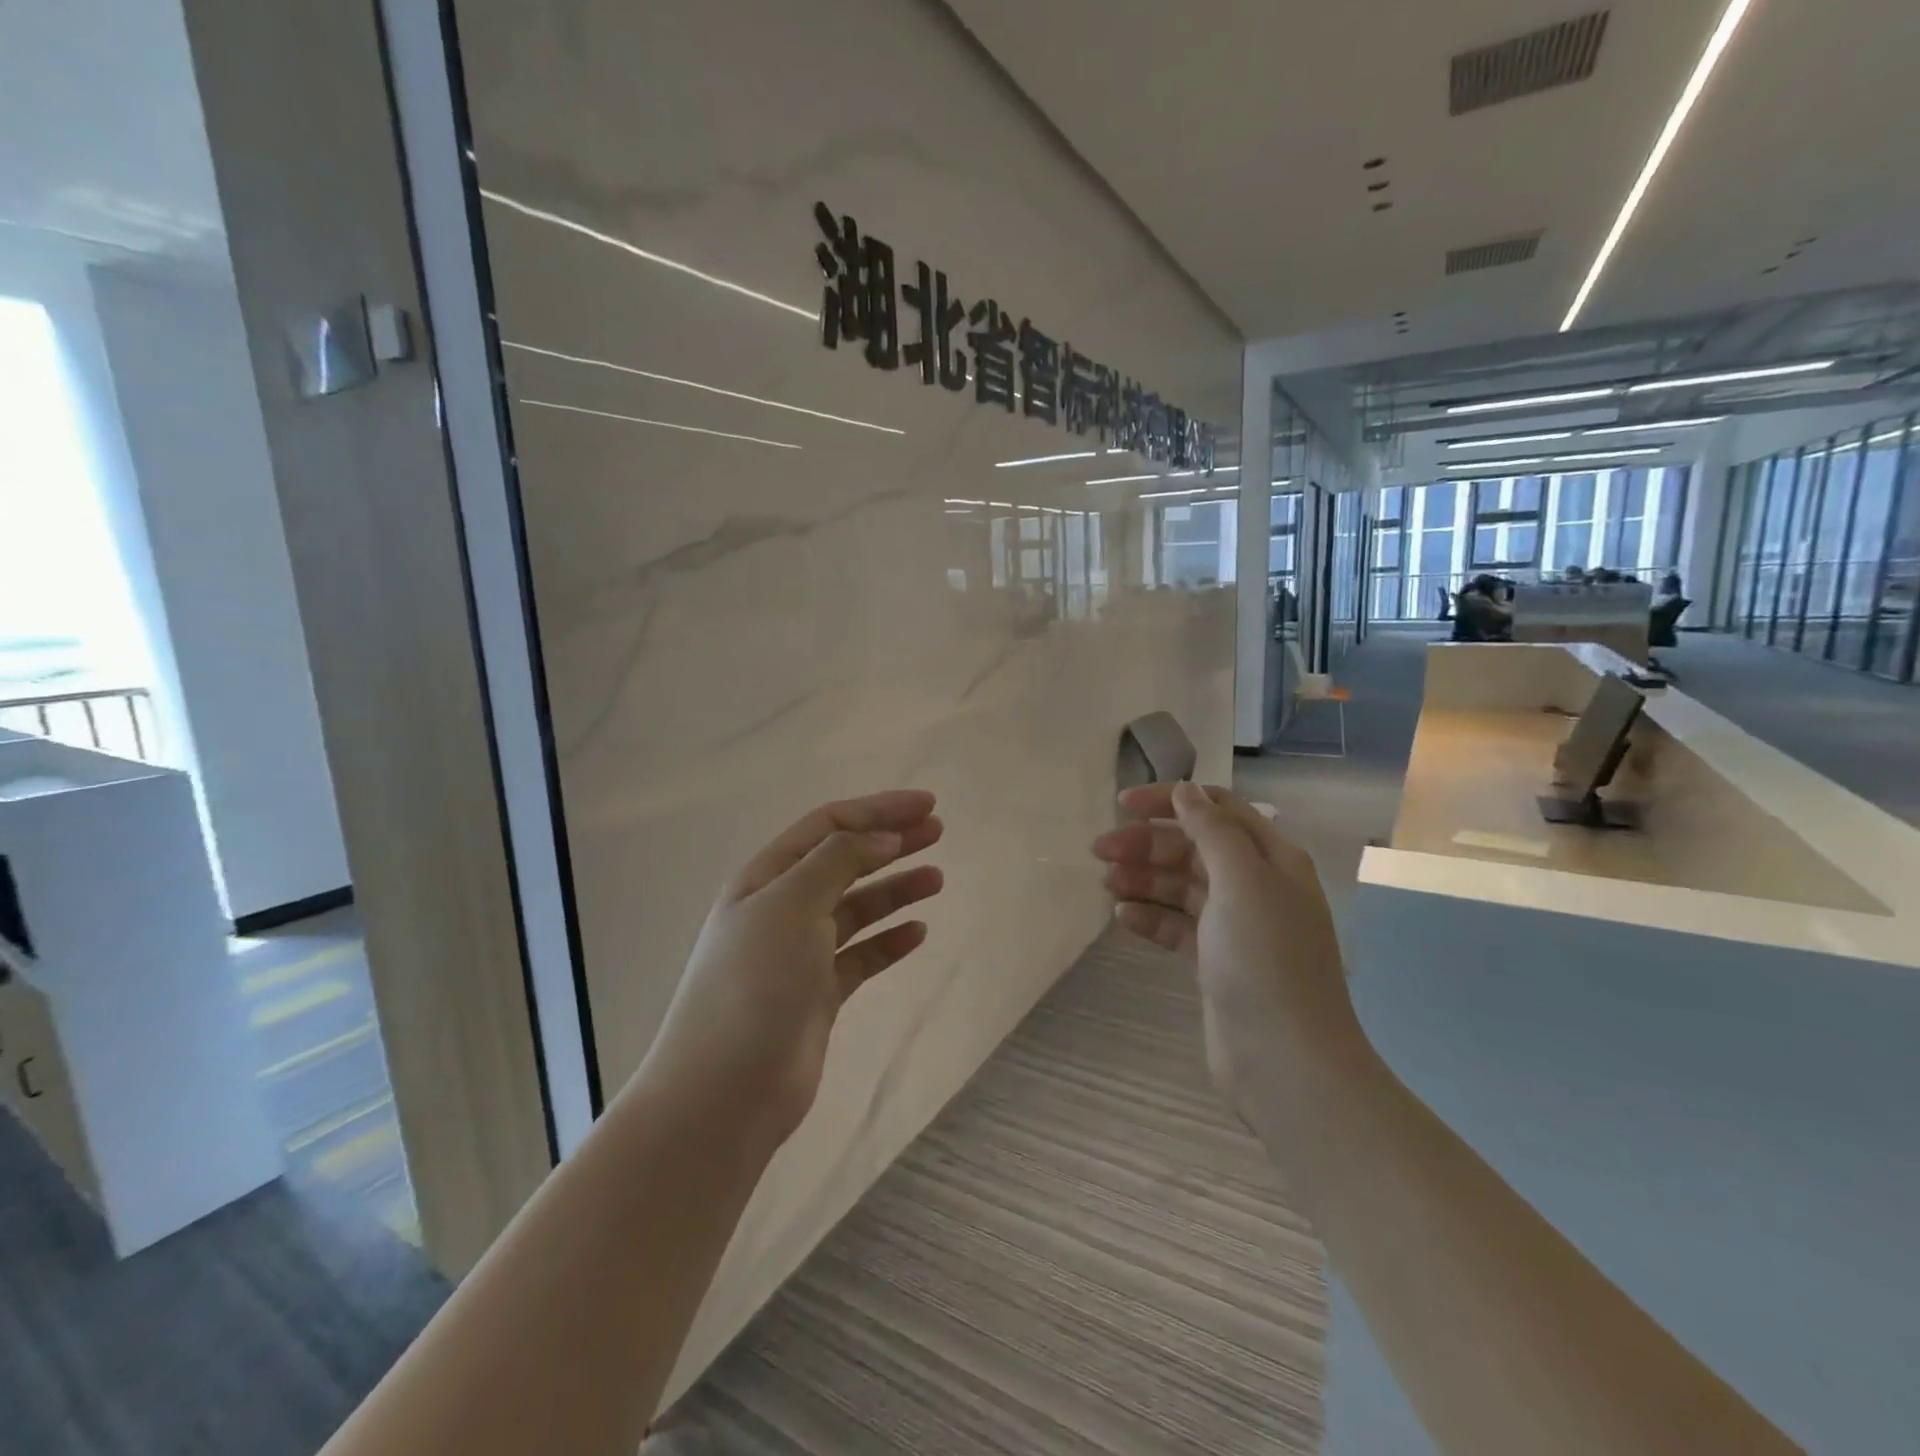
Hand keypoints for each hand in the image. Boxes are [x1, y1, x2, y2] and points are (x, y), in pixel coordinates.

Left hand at [640, 790, 943, 1148]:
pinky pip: (861, 956)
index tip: (927, 805)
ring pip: (857, 908)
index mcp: (767, 877)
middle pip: (845, 861)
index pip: (829, 826)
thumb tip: (882, 837)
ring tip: (937, 878)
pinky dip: (889, 941)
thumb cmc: (755, 982)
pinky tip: (917, 933)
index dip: (878, 810)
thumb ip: (839, 861)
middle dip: (891, 842)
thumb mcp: (792, 903)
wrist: (725, 1091)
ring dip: (895, 889)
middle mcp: (782, 908)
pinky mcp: (817, 994)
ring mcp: (800, 953)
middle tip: (938, 832)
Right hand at [1091, 782, 1359, 1105]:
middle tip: (1100, 850)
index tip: (1122, 805)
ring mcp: (1234, 925)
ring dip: (1143, 879)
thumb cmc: (1265, 959)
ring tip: (1106, 884)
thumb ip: (1211, 830)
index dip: (1170, 800)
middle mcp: (1254, 884)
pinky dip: (1149, 917)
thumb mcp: (1241, 881)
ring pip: (1179, 886)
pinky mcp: (1214, 960)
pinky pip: (1175, 925)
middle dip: (1147, 843)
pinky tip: (1122, 919)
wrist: (1286, 1060)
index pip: (1215, 809)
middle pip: (1192, 846)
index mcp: (1270, 858)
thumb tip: (1187, 790)